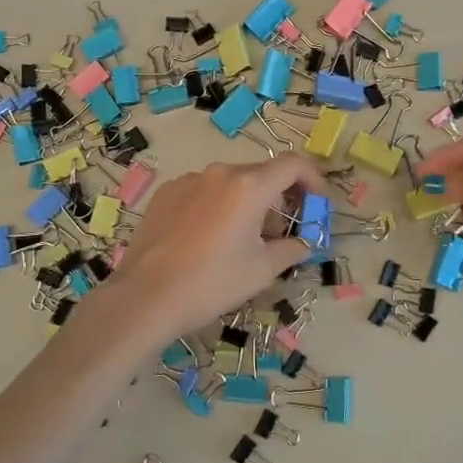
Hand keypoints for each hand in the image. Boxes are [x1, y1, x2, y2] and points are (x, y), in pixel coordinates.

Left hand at [107, 155, 323, 340]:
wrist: (145, 298)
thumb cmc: (211, 283)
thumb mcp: (262, 270)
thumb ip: (291, 249)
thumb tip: (304, 243)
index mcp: (249, 186)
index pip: (293, 165)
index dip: (313, 180)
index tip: (317, 205)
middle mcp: (219, 173)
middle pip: (262, 174)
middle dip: (280, 199)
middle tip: (282, 233)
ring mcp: (188, 180)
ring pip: (231, 183)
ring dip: (248, 203)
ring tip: (244, 240)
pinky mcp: (166, 193)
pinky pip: (203, 191)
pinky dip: (218, 206)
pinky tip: (209, 238)